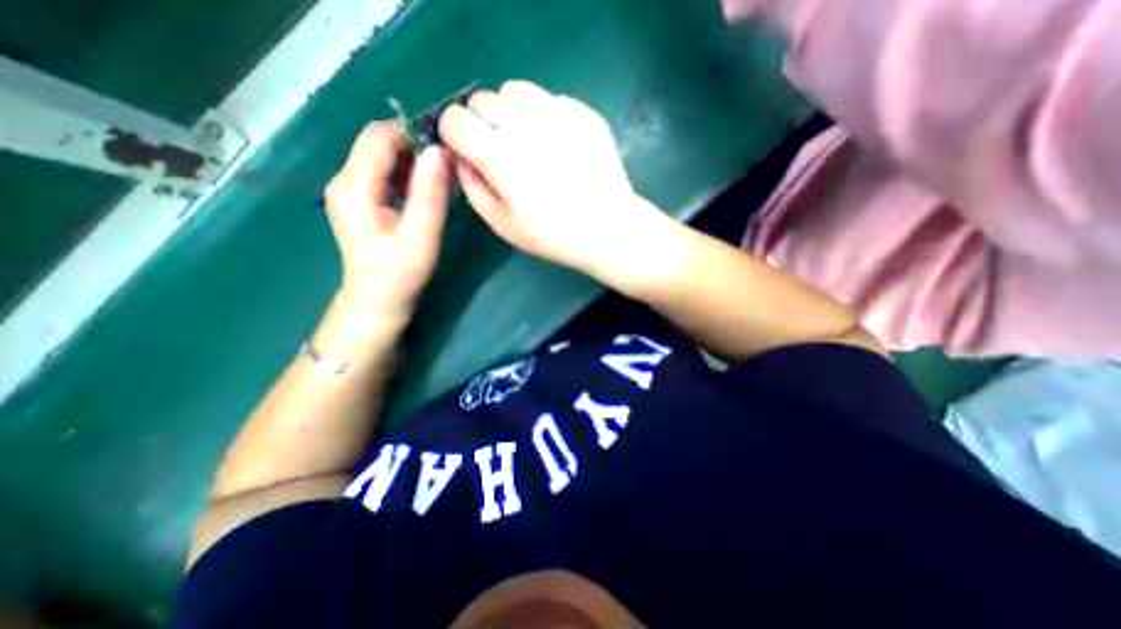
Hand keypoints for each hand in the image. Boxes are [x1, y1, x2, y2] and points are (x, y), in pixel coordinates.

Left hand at [323, 121, 448, 319]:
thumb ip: (429, 194)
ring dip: (413, 160)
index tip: (446, 146)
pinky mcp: (359, 198)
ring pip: (382, 156)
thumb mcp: (421, 236)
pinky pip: (384, 173)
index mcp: (354, 188)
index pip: (379, 138)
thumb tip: (439, 152)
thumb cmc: (400, 273)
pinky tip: (427, 188)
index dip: (413, 133)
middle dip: (415, 145)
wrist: (377, 300)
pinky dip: (407, 173)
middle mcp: (344, 181)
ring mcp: (349, 189)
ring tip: (442, 176)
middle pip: (378, 143)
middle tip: (448, 163)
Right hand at [438, 82, 664, 277]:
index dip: (454, 135)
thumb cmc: (552, 235)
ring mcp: (559, 114)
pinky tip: (556, 144)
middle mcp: (526, 124)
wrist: (607, 229)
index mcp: (500, 155)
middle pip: (481, 99)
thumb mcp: (501, 223)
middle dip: (479, 122)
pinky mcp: (584, 114)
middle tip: (497, 151)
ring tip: (525, 142)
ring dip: (509, 111)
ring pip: (515, 90)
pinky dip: (542, 115)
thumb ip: (471, 186)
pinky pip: (549, 99)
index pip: (454, 118)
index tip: (466, 152)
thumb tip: (458, 157)